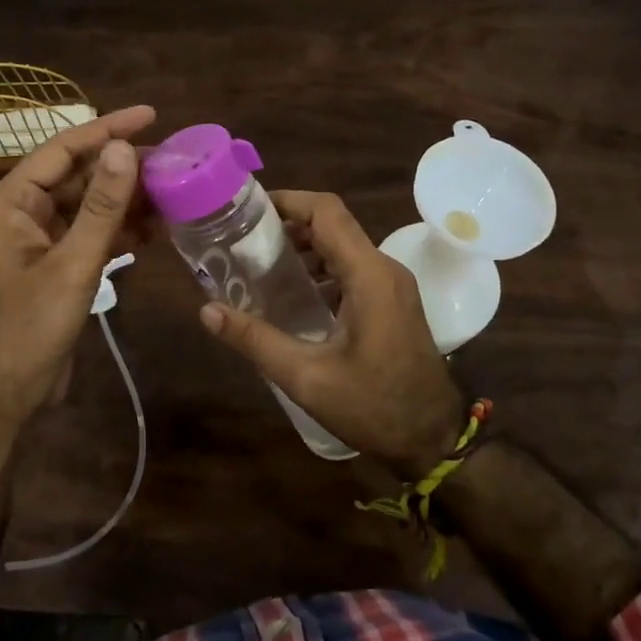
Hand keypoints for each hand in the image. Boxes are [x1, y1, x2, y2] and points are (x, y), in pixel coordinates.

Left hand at [0, 104, 155, 423]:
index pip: (63, 149)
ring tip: (175, 190)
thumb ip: (100, 207)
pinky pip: (92, 233)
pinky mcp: (56, 263)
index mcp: (11, 202)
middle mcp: (22, 212)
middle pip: (79, 175)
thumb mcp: (71, 264)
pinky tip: (158, 227)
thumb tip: (124, 149)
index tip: (151, 115)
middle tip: (175, 160)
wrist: (5, 393)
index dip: (108, 128)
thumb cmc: (28, 327)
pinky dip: (122, 230)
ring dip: (128, 200)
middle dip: (125, 168)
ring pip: (89, 205)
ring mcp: (40, 239)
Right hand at [198, 190, 468, 474]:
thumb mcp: (306, 378)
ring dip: (305, 246)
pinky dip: (321, 268)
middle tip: (244, 239)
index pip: (327, 212)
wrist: (433, 440)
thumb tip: (207, 311)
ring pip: (344, 245)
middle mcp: (384, 269)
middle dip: (289, 224)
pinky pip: (353, 268)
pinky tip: (293, 293)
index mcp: (369, 275)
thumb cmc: (374, 407)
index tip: (247, 209)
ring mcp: (392, 285)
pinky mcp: (393, 302)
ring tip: (260, 263)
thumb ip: (255, 340)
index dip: (288, 201)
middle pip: (334, 224)